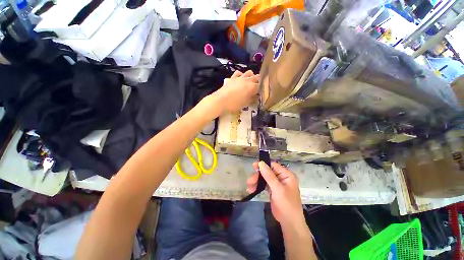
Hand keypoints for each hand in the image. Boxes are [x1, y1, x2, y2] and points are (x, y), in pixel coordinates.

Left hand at [212, 70, 258, 113]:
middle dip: (258, 80)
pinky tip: (240, 78)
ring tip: (250, 80)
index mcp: (252, 87)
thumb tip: (257, 97)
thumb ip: (252, 99)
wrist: (221, 100)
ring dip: (251, 75)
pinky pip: (238, 73)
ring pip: (248, 72)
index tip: (261, 91)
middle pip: (256, 77)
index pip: (260, 85)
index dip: (262, 88)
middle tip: (257, 85)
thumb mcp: (245, 104)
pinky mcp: (232, 77)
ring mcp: (239, 77)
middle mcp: (247, 80)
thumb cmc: (235, 103)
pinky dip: (241, 74)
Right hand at [247, 161, 304, 227]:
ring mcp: (277, 184)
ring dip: (256, 181)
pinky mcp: (272, 190)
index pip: (273, 165)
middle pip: (267, 172)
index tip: (253, 166)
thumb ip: (269, 175)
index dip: (263, 165)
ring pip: (264, 178)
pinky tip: (252, 189)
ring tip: (249, 187)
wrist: (289, 223)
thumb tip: (261, 163)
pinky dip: (258, 186)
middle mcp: (281, 177)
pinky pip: (264, 184)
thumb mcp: (277, 189)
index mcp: (286, 175)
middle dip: (258, 176)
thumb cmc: (286, 204)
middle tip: (250, 181)